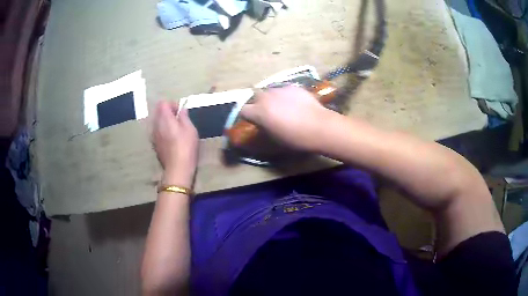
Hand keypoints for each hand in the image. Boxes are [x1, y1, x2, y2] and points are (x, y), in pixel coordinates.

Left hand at [152, 100, 198, 186]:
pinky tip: (171, 138)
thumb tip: (182, 110)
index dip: (172, 104)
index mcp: (164, 119)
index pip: (163, 103)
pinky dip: (163, 130)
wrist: (177, 168)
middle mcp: (156, 125)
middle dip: (168, 112)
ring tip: (175, 129)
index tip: (180, 111)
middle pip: (158, 111)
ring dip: (165, 121)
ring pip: (157, 122)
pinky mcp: (154, 144)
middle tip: (179, 119)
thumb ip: (184, 117)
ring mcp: (153, 135)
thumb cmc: (186, 147)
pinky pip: (157, 131)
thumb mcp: (190, 129)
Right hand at [240, 86, 335, 151]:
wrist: (318, 126)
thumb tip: (262, 122)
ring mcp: (280, 89)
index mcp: (259, 111)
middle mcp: (266, 97)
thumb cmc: (294, 137)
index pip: (243, 110)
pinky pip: (285, 90)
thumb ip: (263, 126)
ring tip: (283, 106)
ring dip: (272, 98)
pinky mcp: (293, 87)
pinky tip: (296, 103)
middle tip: (268, 112)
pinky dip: (286, 96)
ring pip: (270, 91)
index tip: (253, 120)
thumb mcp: (274, 137)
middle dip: (259, 103)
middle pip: (256, 96)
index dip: (247, 115)